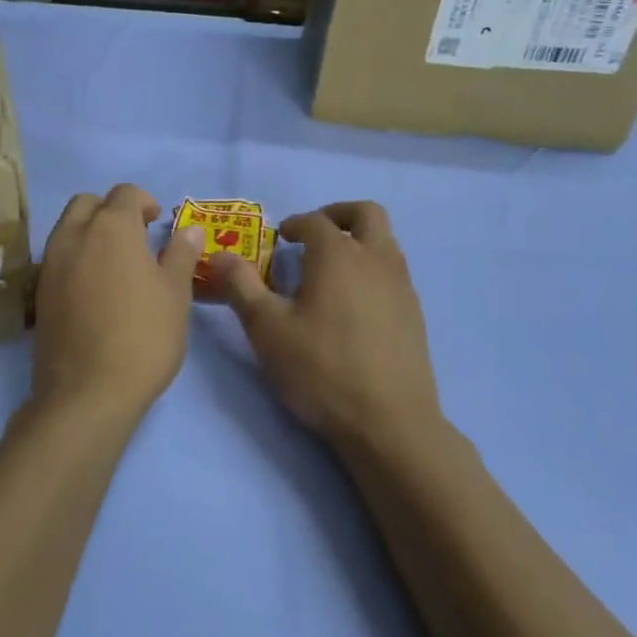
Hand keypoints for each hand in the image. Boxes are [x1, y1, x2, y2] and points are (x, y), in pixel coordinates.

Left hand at [32, 185, 202, 425]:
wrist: (86, 392)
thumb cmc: (143, 337)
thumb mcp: (175, 294)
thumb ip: (180, 254)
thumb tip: (190, 229)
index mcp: (111, 228)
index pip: (125, 193)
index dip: (144, 202)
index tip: (157, 224)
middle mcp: (73, 235)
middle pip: (87, 203)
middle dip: (111, 210)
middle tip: (135, 238)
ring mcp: (50, 263)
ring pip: (67, 227)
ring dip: (90, 231)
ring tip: (115, 264)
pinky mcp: (38, 292)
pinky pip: (57, 257)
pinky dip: (75, 257)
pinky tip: (93, 288)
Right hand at [213, 202, 441, 450]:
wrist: (389, 422)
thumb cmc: (320, 369)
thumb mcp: (266, 329)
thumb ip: (241, 286)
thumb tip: (221, 255)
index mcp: (338, 255)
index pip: (315, 221)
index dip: (294, 223)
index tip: (279, 238)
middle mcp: (376, 259)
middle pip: (366, 214)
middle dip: (337, 215)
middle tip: (313, 235)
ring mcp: (402, 286)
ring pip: (385, 242)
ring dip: (358, 242)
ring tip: (329, 272)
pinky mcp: (415, 314)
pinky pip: (393, 273)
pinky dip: (372, 270)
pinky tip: (352, 306)